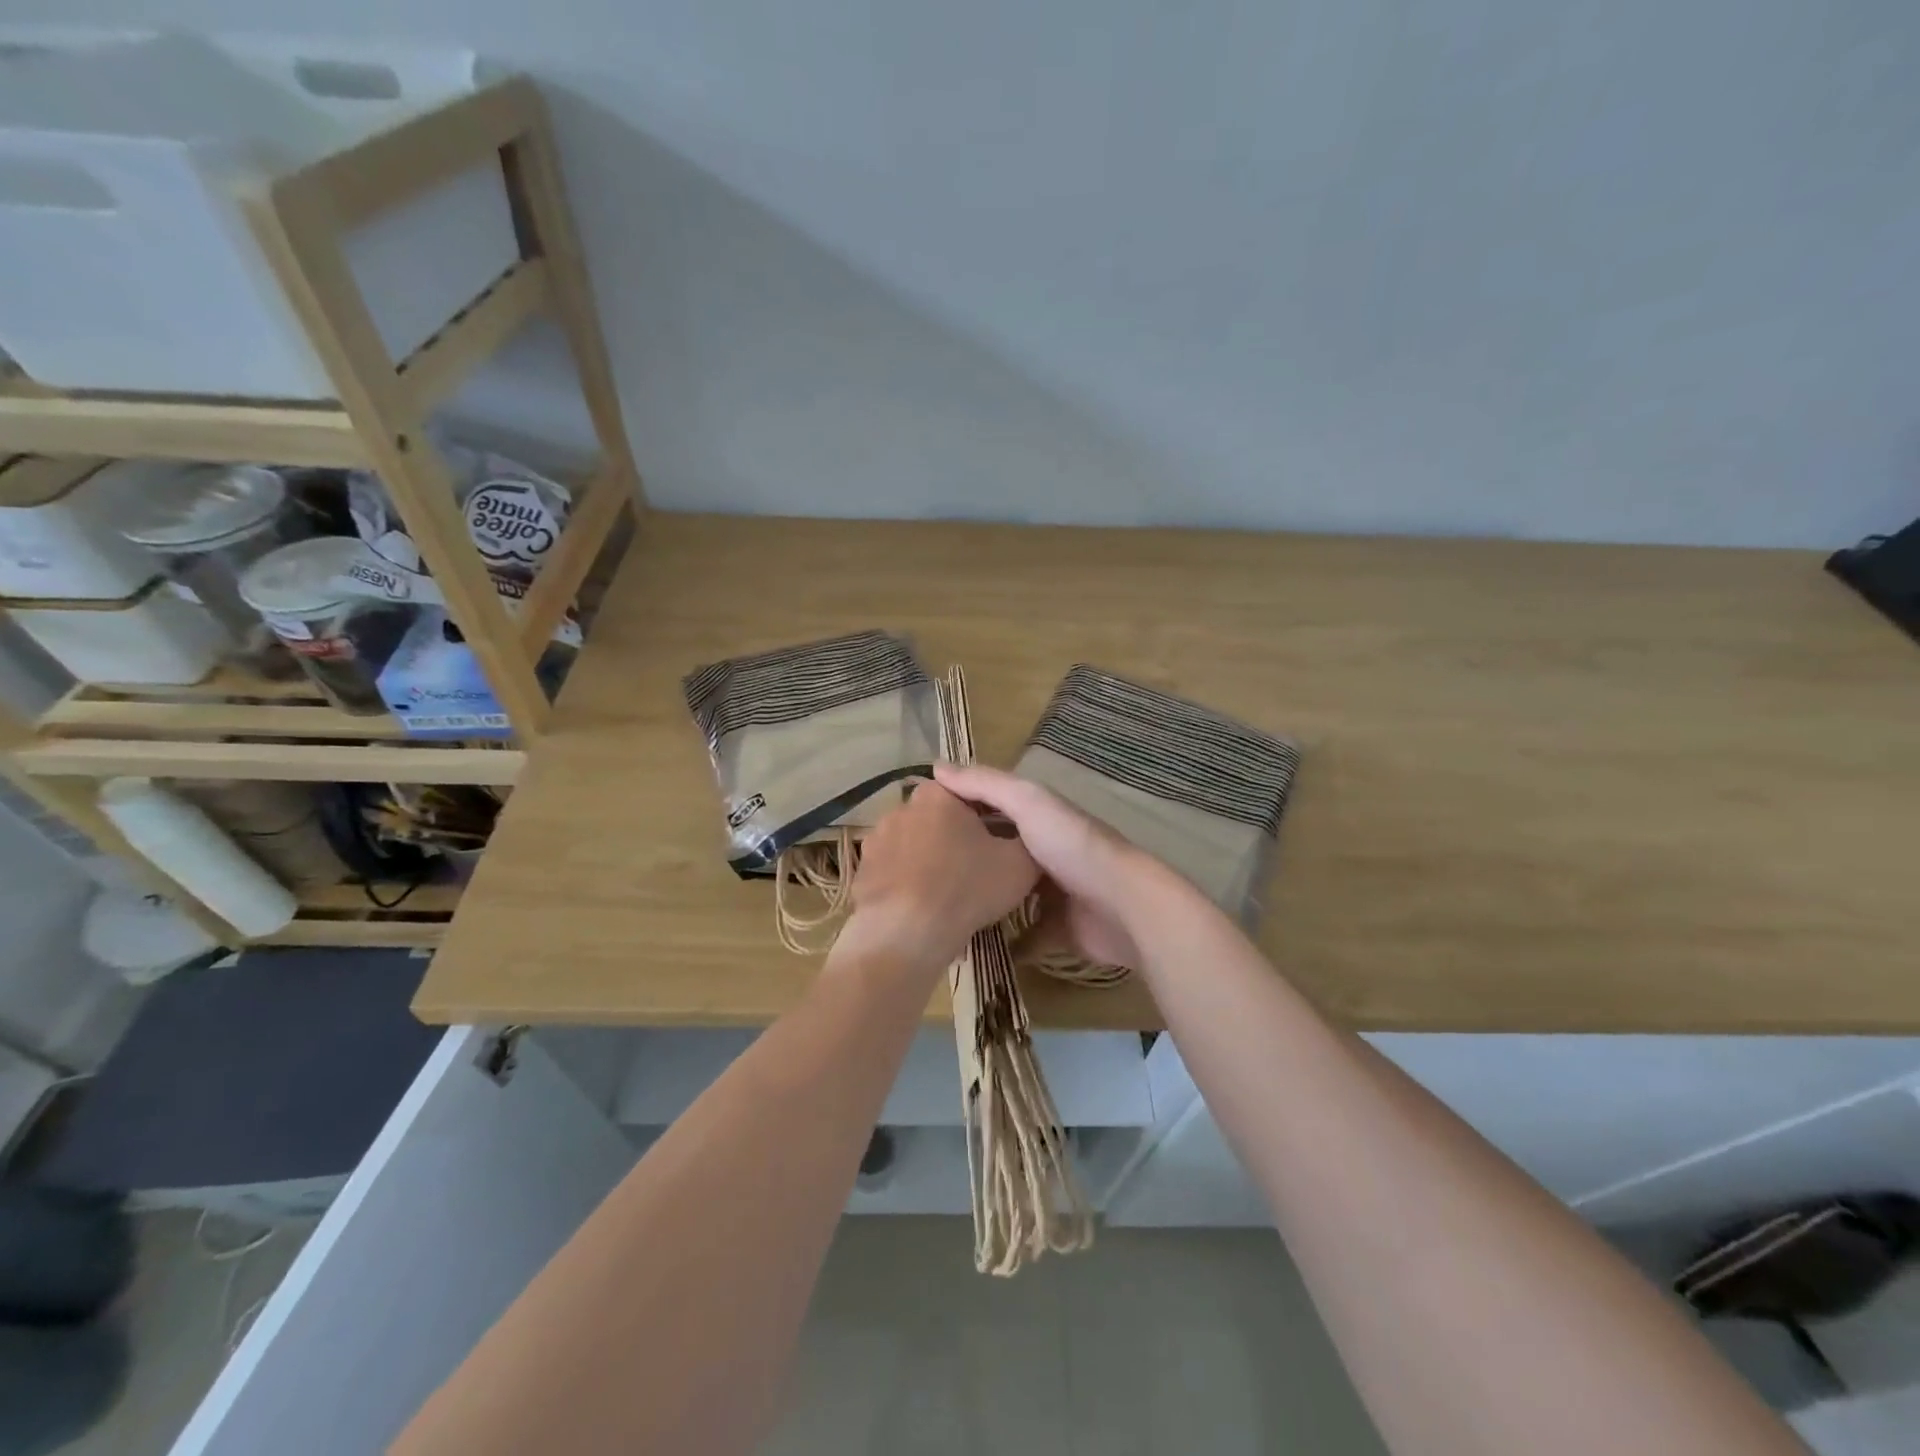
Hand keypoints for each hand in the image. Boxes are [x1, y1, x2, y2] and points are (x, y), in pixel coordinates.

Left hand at [845, 780, 1038, 970]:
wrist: (906, 933)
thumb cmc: (967, 887)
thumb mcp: (1019, 864)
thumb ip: (1028, 841)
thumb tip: (1028, 838)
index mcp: (938, 795)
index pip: (969, 794)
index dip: (987, 818)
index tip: (998, 844)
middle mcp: (902, 807)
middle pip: (938, 818)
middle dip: (954, 837)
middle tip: (974, 870)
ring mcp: (875, 839)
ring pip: (912, 844)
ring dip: (927, 859)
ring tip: (946, 893)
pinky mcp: (861, 871)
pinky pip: (892, 872)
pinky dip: (905, 884)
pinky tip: (920, 908)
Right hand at [932, 763, 1158, 967]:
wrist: (1123, 906)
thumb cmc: (1072, 846)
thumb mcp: (1027, 802)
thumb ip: (986, 784)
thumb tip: (935, 767)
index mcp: (1037, 817)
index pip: (990, 806)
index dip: (958, 808)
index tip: (916, 820)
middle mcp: (1043, 851)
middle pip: (997, 852)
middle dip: (966, 860)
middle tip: (919, 872)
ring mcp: (1051, 894)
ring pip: (1007, 895)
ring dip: (981, 901)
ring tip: (938, 909)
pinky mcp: (1057, 931)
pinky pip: (1023, 937)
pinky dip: (1003, 942)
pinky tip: (971, 944)